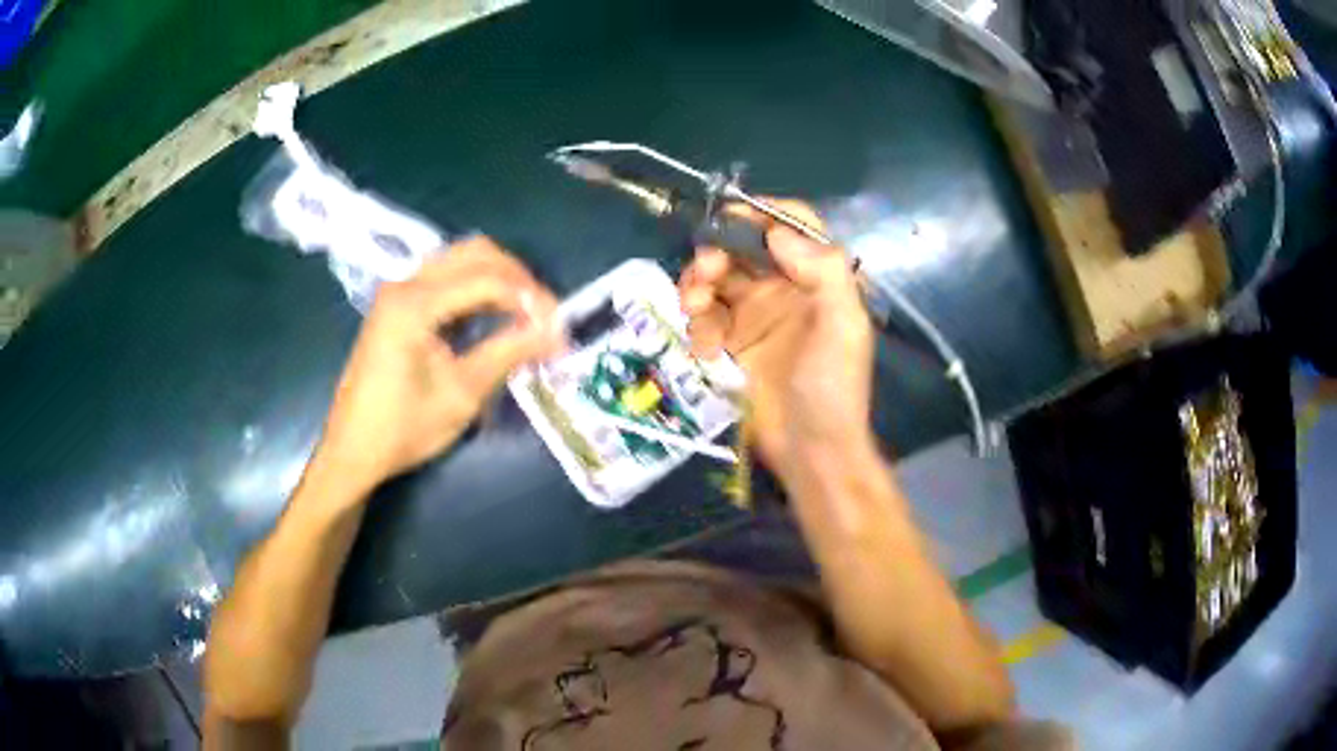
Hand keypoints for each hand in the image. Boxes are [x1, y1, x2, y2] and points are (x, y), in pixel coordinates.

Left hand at [314, 236, 563, 495]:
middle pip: (474, 253)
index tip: (560, 327)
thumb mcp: (462, 393)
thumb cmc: (403, 428)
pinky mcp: (397, 305)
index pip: (488, 280)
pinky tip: (493, 315)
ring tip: (525, 313)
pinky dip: (475, 288)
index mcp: (415, 303)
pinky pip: (445, 278)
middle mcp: (405, 284)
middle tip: (544, 313)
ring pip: (459, 260)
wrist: (353, 450)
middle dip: (517, 277)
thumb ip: (509, 352)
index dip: (530, 298)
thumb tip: (557, 332)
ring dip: (497, 279)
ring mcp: (398, 292)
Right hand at [678, 200, 874, 477]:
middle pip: (744, 245)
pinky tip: (704, 346)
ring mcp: (756, 313)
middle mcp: (786, 287)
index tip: (729, 216)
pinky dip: (697, 321)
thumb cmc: (833, 388)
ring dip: (698, 282)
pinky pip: (705, 314)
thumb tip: (777, 233)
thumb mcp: (843, 326)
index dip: (762, 213)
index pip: (792, 225)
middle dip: (718, 249)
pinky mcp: (731, 341)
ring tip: (694, 305)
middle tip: (705, 272)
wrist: (810, 451)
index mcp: (819, 277)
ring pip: (717, 275)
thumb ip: (823, 272)